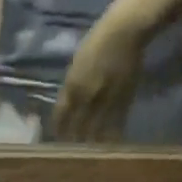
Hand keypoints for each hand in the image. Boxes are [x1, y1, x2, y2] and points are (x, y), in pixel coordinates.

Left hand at [51, 15, 143, 142]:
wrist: (125, 31)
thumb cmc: (98, 40)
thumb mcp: (77, 64)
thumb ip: (73, 84)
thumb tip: (70, 100)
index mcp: (71, 85)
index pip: (61, 114)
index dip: (59, 128)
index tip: (57, 137)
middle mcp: (86, 96)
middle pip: (77, 125)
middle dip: (73, 138)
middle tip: (72, 149)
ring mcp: (105, 98)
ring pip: (96, 128)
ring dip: (92, 140)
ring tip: (89, 150)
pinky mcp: (124, 98)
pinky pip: (117, 122)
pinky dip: (112, 134)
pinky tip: (109, 143)